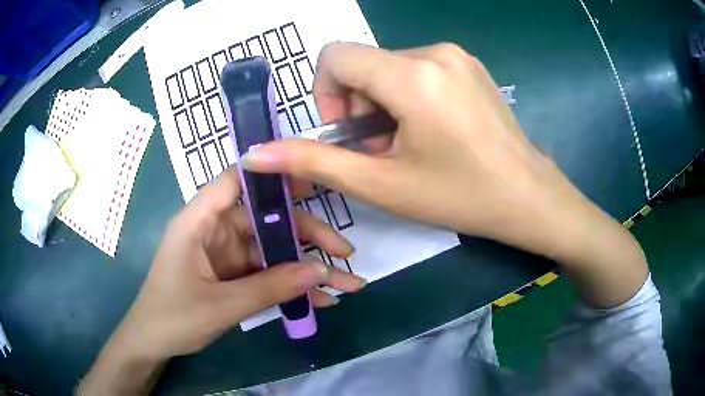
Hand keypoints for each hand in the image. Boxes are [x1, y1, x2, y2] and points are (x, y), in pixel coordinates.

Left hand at [78, 168, 365, 394]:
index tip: (311, 176)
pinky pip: (267, 274)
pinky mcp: (233, 275)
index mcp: (200, 221)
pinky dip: (291, 287)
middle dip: (307, 235)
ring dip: (307, 268)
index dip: (270, 172)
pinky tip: (321, 301)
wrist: (154, 343)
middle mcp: (215, 230)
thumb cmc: (174, 317)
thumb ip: (270, 287)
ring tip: (348, 282)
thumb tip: (320, 271)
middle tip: (344, 251)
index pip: (235, 180)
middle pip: (266, 220)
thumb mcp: (222, 306)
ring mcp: (226, 254)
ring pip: (272, 251)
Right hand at [241, 42, 558, 249]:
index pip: (335, 55)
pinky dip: (408, 95)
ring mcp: (456, 55)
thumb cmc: (460, 196)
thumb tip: (255, 153)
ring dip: (383, 103)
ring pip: (389, 66)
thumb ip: (313, 162)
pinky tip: (430, 130)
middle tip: (382, 149)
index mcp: (412, 75)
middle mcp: (434, 51)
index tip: (348, 134)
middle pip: (363, 62)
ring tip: (408, 144)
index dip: (326, 93)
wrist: (528, 196)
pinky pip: (418, 68)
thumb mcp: (381, 184)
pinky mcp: (468, 64)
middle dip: (357, 104)